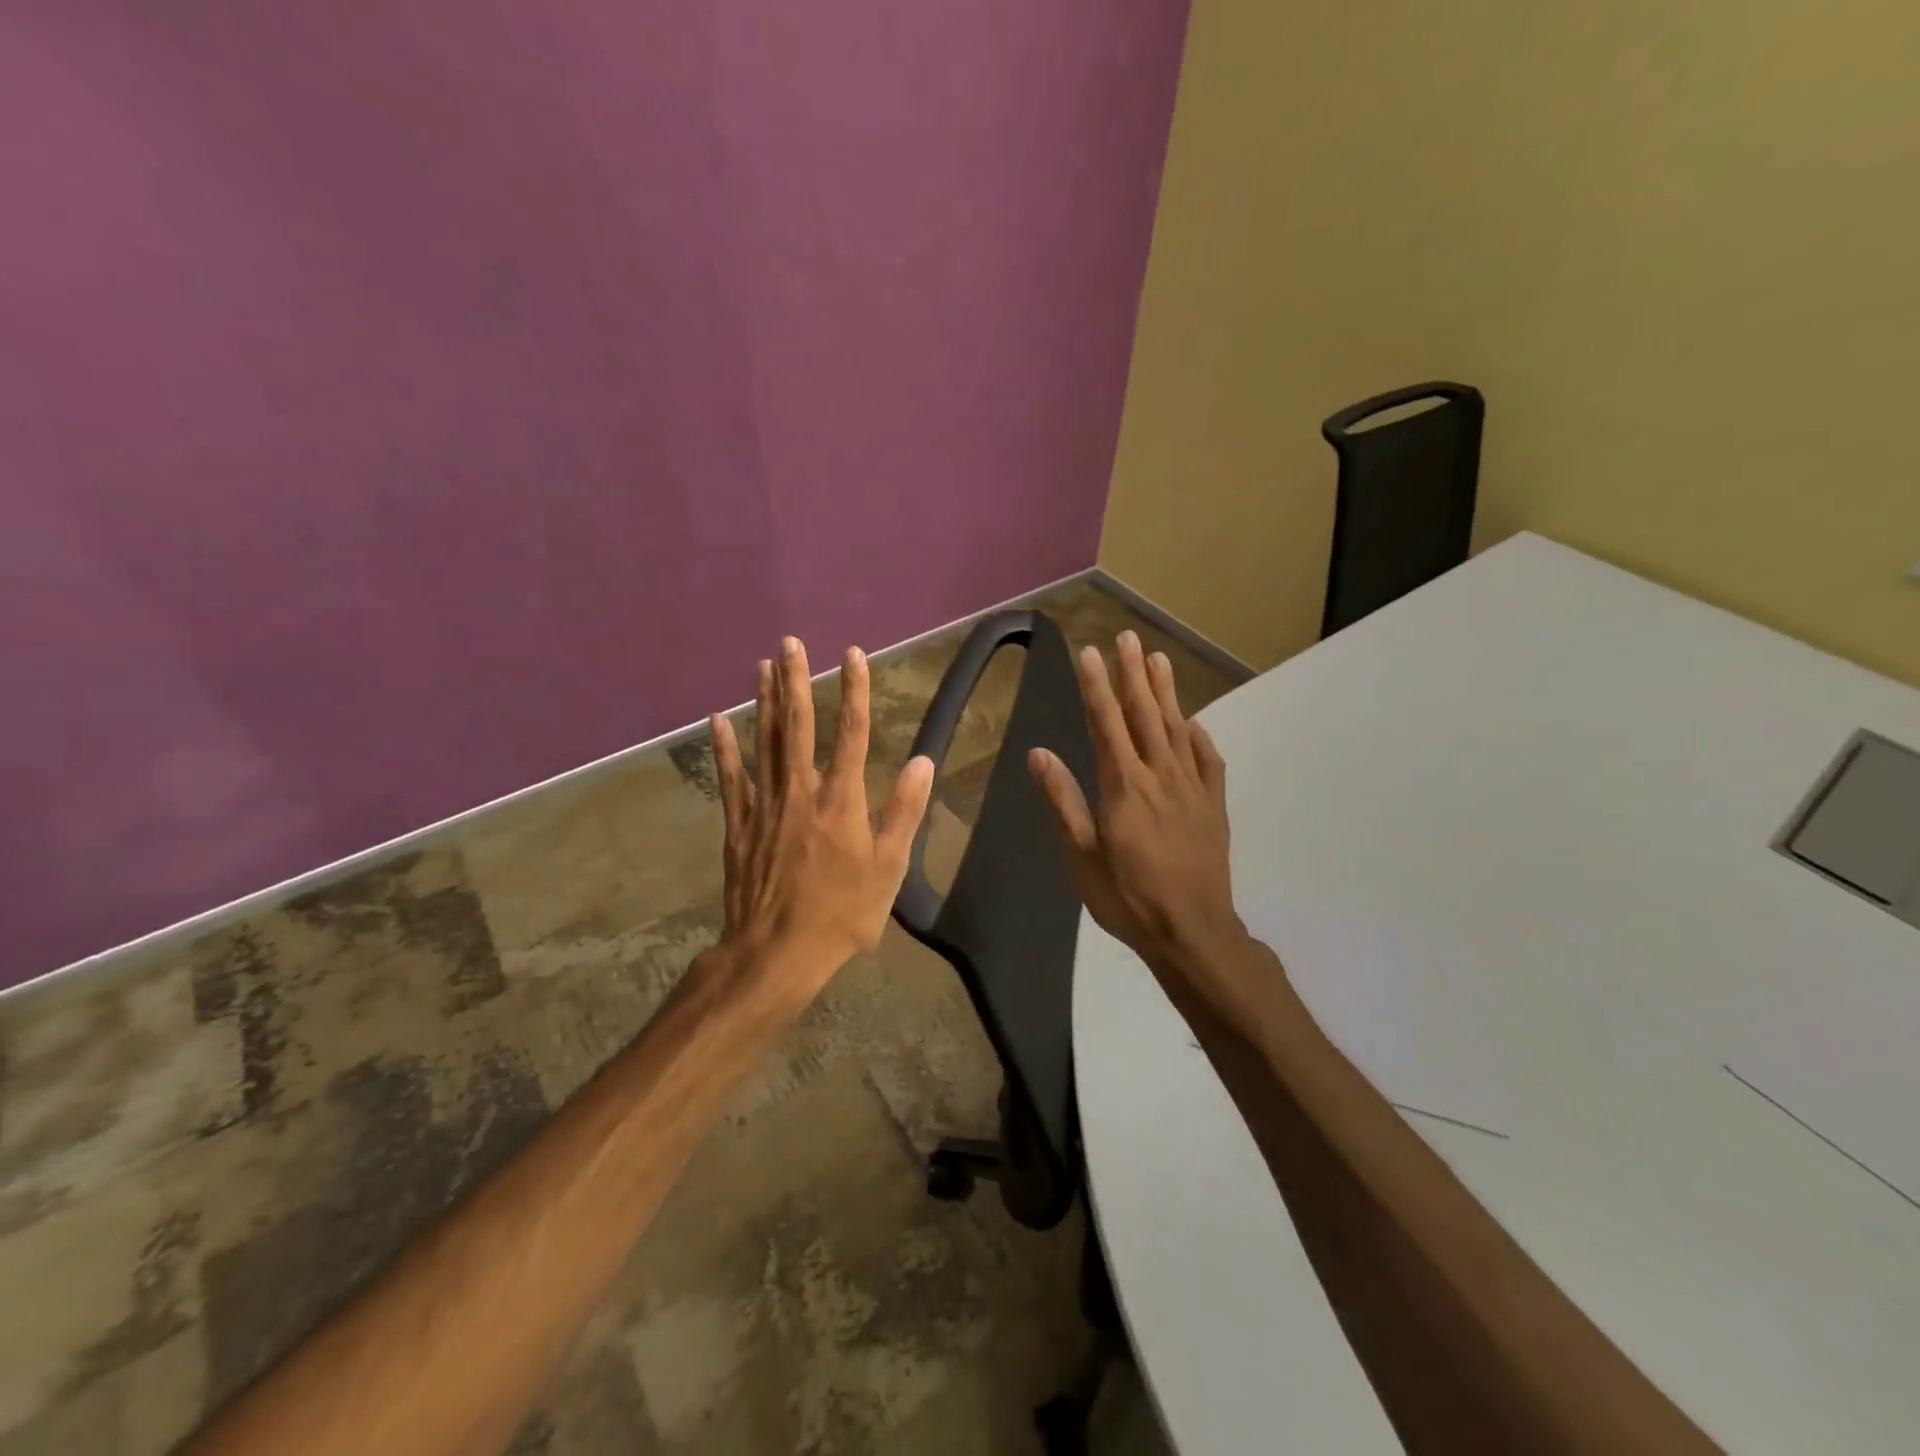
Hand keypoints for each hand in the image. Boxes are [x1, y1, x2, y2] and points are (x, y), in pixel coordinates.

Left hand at [709, 636, 933, 997]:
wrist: (777, 952)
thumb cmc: (842, 913)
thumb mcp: (889, 868)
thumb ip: (904, 811)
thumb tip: (923, 761)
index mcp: (842, 800)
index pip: (852, 733)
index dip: (855, 691)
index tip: (854, 654)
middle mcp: (801, 791)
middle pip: (799, 726)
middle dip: (797, 681)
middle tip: (791, 643)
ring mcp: (765, 806)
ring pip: (765, 743)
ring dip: (765, 702)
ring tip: (763, 665)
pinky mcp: (739, 825)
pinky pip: (731, 778)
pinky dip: (726, 748)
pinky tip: (721, 719)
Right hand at [1028, 631, 1263, 1022]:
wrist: (1193, 931)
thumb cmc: (1128, 897)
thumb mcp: (1082, 856)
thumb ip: (1063, 801)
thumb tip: (1039, 753)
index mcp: (1124, 786)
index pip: (1107, 724)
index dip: (1097, 686)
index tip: (1090, 653)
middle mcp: (1160, 776)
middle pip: (1144, 715)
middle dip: (1132, 674)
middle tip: (1127, 637)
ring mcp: (1192, 788)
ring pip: (1176, 728)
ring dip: (1165, 692)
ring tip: (1158, 659)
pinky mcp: (1213, 805)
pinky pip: (1208, 760)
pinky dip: (1198, 736)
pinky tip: (1192, 722)